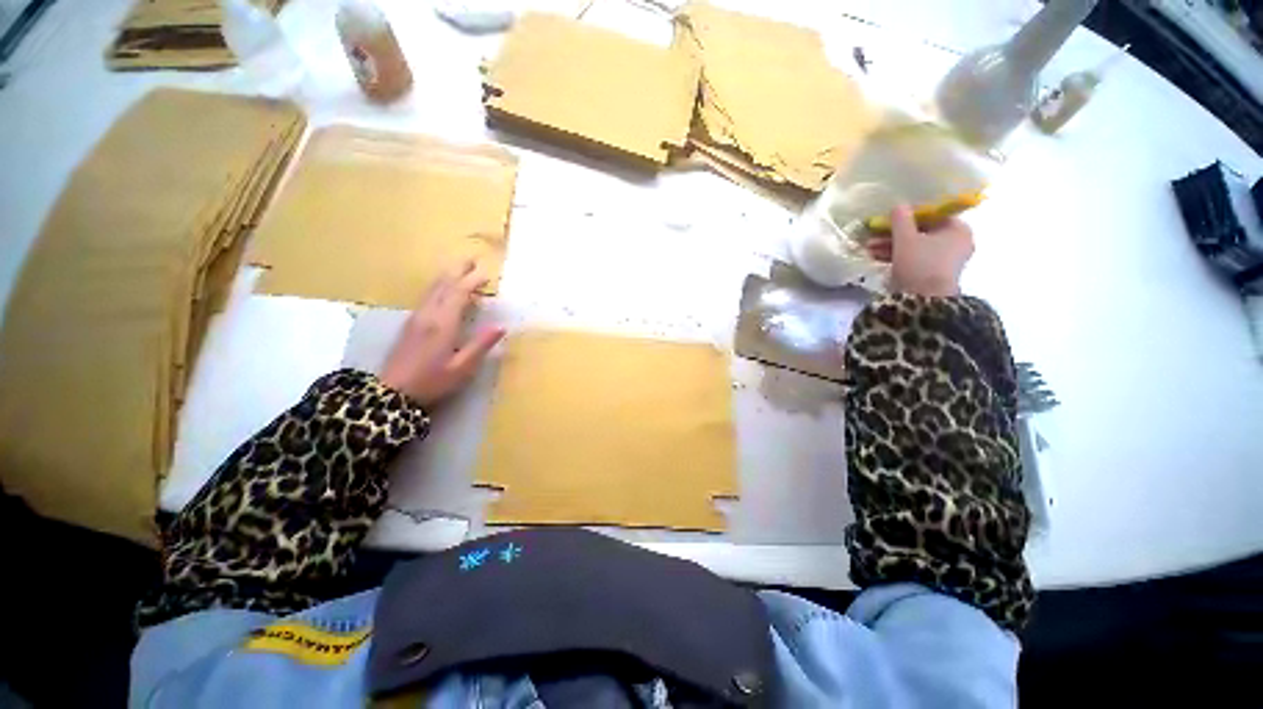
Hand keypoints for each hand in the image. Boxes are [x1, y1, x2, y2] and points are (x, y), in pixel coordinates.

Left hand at [380, 261, 505, 405]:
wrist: (393, 392)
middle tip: (471, 259)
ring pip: (433, 289)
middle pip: (443, 285)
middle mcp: (428, 315)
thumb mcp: (462, 368)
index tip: (487, 274)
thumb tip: (501, 326)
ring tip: (459, 267)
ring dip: (447, 275)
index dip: (472, 281)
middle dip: (458, 270)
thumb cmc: (432, 381)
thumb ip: (481, 345)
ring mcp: (417, 317)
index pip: (459, 293)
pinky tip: (442, 289)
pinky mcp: (410, 323)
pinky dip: (439, 286)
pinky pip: (427, 296)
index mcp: (443, 324)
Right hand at [868, 204, 973, 296]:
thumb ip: (901, 219)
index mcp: (958, 229)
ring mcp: (947, 261)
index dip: (907, 218)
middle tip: (873, 237)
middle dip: (894, 235)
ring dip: (891, 247)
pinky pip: (916, 260)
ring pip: (916, 248)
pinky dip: (898, 257)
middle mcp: (957, 243)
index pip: (931, 217)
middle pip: (921, 233)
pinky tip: (877, 258)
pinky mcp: (935, 275)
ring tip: (869, 249)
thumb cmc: (920, 263)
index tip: (888, 222)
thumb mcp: (905, 238)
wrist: (924, 300)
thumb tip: (899, 204)